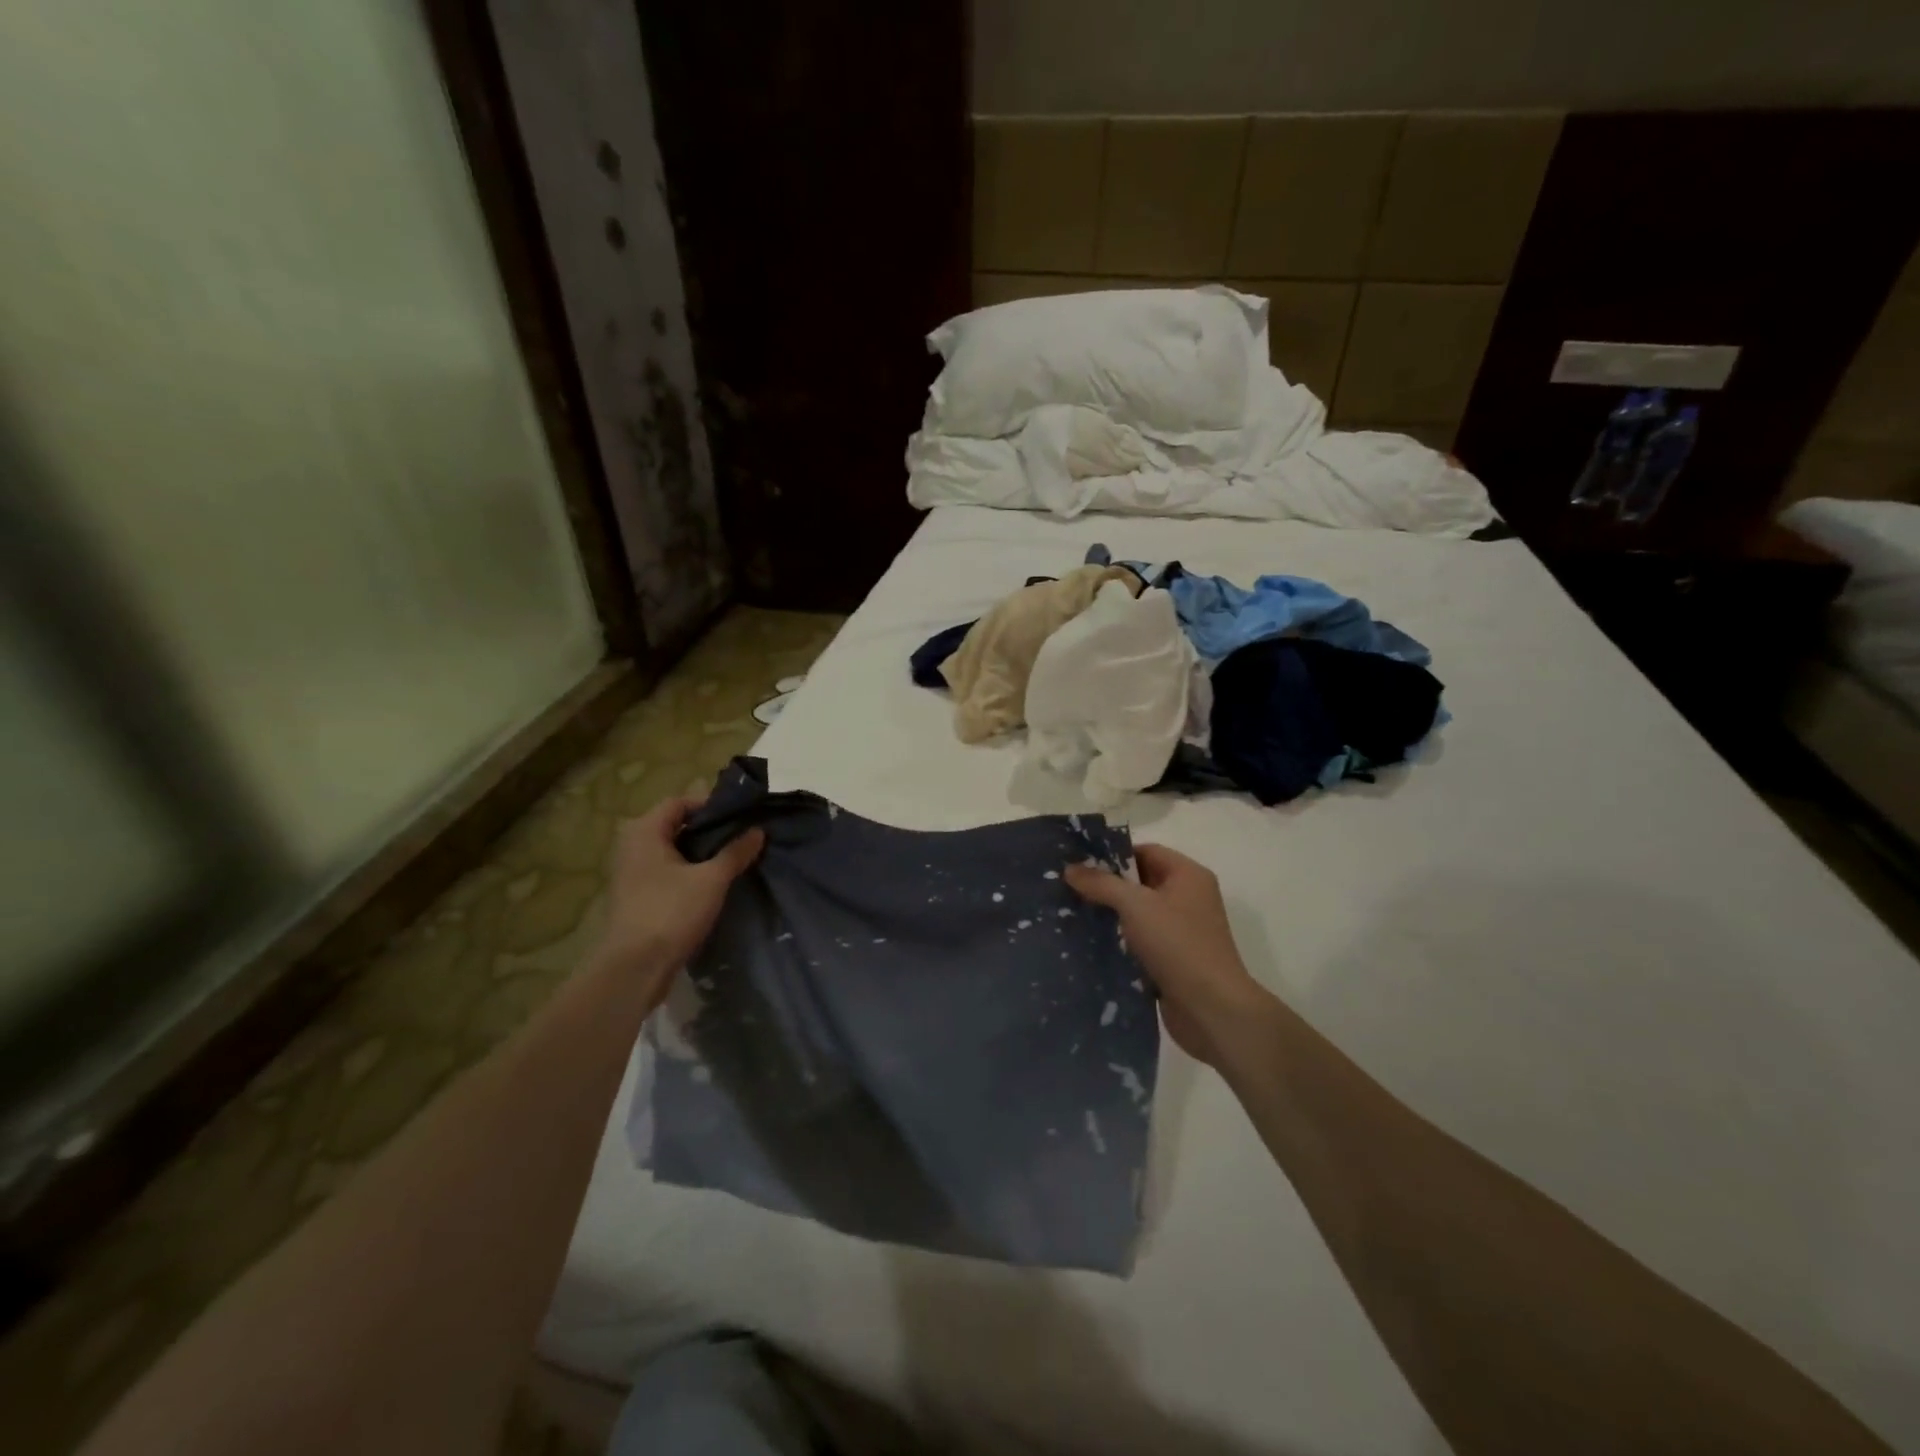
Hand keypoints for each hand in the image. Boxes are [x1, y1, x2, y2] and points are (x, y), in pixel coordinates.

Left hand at [593, 797, 763, 1002]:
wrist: (634, 968)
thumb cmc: (671, 912)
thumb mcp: (711, 880)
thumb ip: (735, 852)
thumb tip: (758, 831)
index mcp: (645, 832)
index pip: (679, 802)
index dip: (709, 805)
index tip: (739, 816)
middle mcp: (633, 847)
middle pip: (675, 826)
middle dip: (708, 831)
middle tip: (740, 837)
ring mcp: (631, 874)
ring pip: (672, 852)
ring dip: (700, 854)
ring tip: (732, 860)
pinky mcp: (636, 898)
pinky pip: (666, 873)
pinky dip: (688, 873)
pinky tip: (713, 885)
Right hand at [1065, 843, 1272, 1065]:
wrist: (1211, 1009)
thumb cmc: (1178, 945)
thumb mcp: (1135, 905)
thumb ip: (1102, 884)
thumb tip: (1070, 868)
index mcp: (1188, 875)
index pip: (1145, 852)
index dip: (1113, 856)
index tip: (1079, 865)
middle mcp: (1188, 898)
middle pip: (1140, 882)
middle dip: (1106, 886)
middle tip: (1069, 889)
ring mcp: (1182, 931)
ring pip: (1138, 914)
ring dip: (1110, 915)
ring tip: (1073, 915)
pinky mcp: (1174, 959)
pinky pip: (1141, 941)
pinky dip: (1119, 941)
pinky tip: (1091, 944)